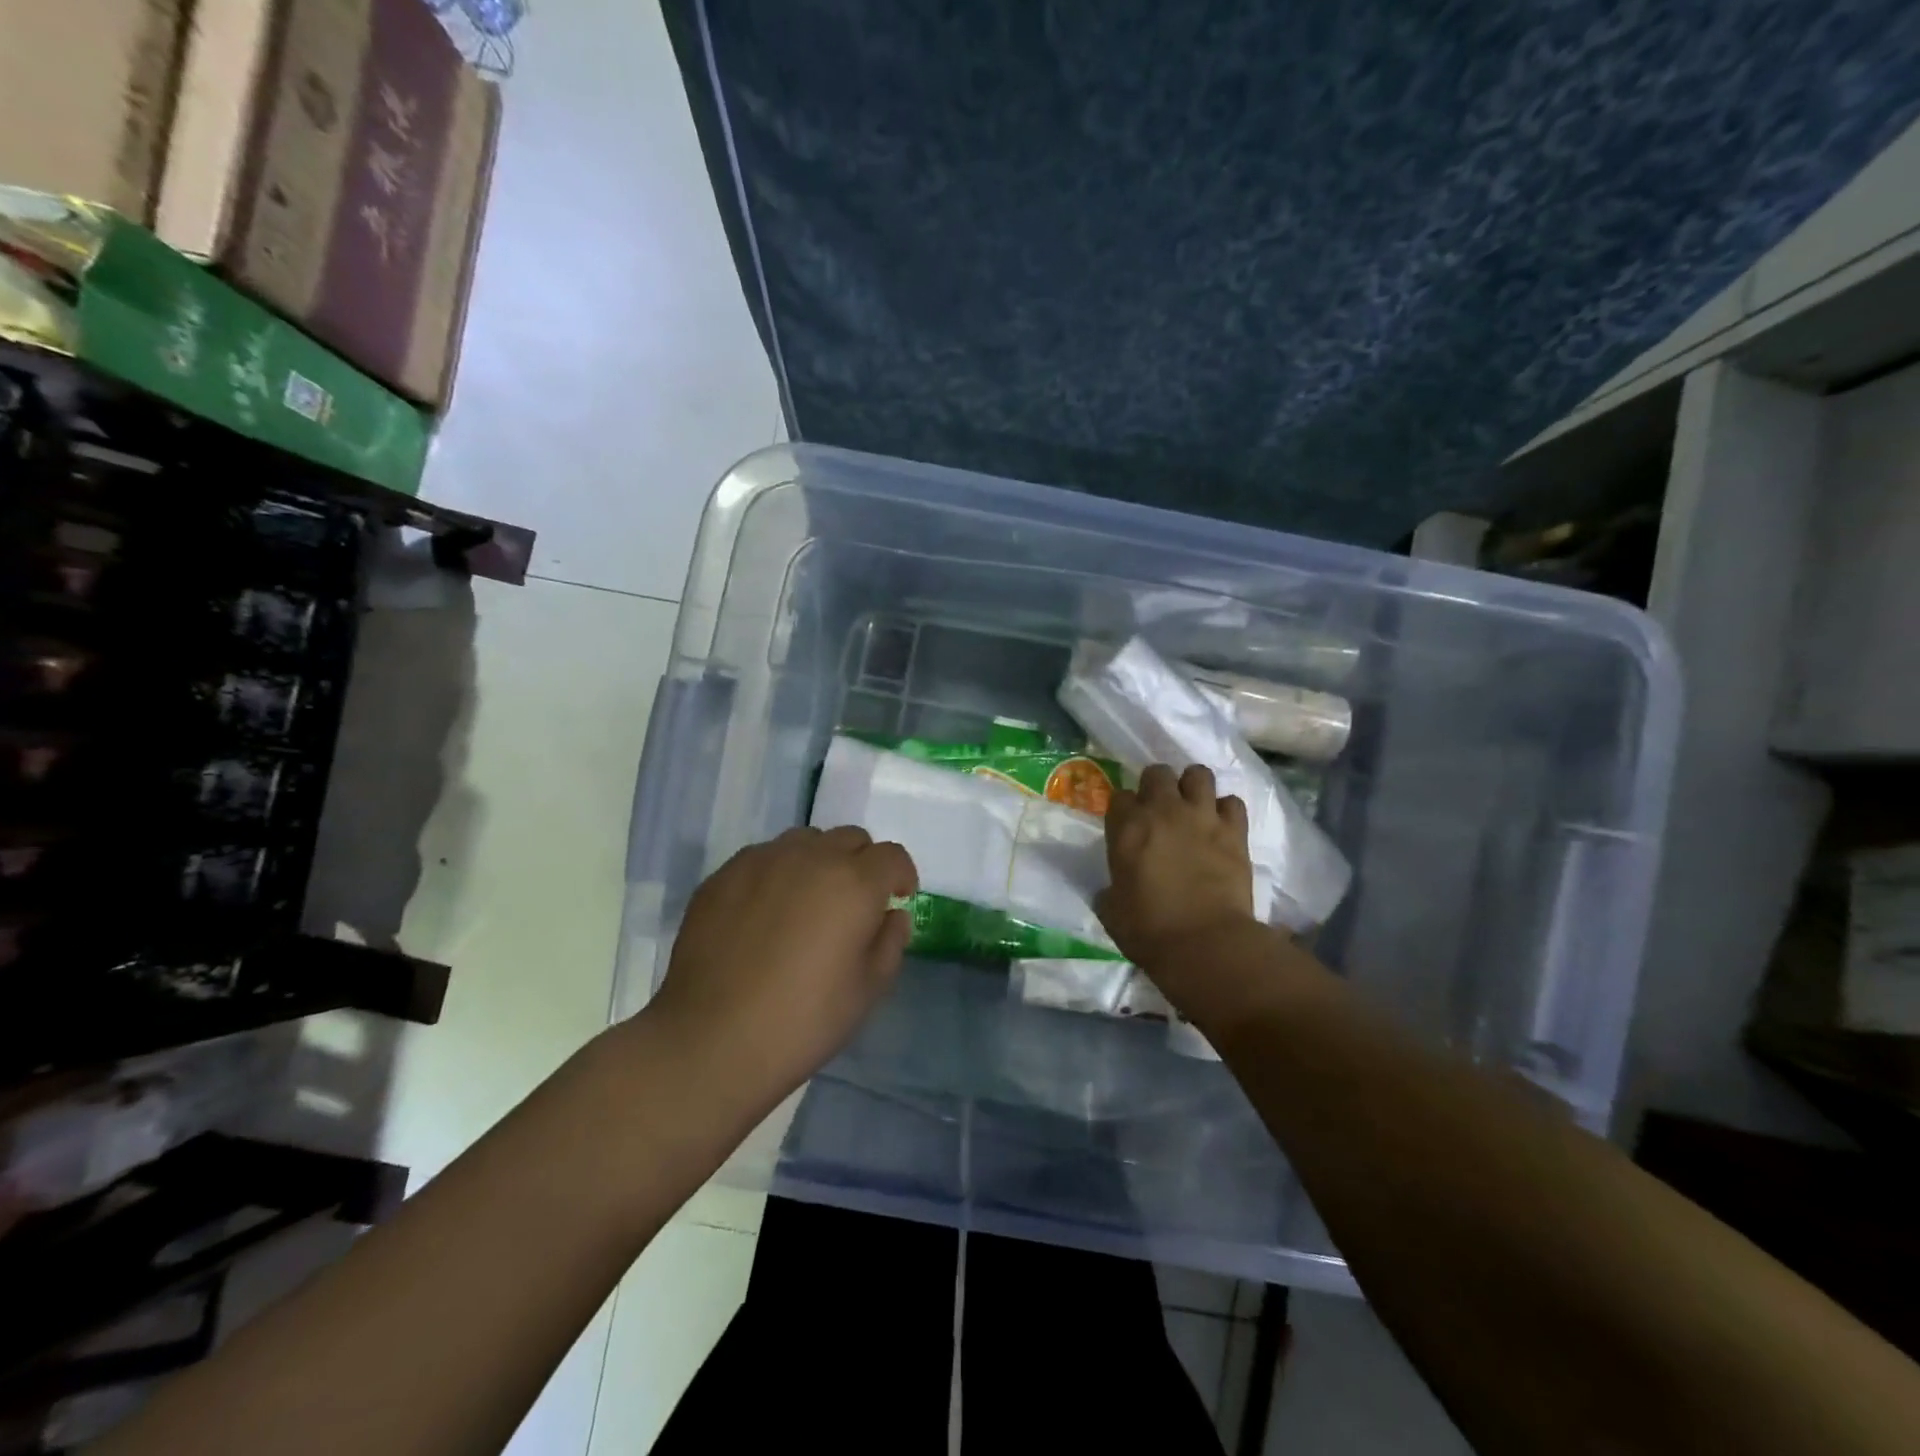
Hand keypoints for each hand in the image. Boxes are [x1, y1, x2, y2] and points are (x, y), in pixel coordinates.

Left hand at [646, 826, 916, 1109]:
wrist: (711, 1040)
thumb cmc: (803, 1020)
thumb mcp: (868, 990)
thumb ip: (890, 942)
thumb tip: (890, 915)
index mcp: (854, 882)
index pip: (892, 856)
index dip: (900, 876)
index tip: (896, 900)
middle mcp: (810, 857)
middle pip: (849, 838)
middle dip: (861, 863)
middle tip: (852, 904)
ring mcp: (761, 861)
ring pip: (804, 841)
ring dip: (818, 861)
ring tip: (806, 903)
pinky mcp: (723, 875)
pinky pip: (763, 858)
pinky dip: (776, 874)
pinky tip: (764, 914)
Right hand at [1096, 761, 1257, 971]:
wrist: (1205, 944)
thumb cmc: (1149, 930)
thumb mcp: (1111, 911)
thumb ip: (1109, 889)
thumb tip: (1111, 890)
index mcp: (1127, 827)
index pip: (1120, 796)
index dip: (1124, 809)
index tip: (1127, 825)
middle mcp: (1163, 811)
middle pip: (1157, 773)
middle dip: (1156, 786)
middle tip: (1159, 810)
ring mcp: (1202, 816)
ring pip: (1198, 774)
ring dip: (1193, 787)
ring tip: (1192, 806)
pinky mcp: (1234, 831)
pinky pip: (1232, 802)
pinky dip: (1226, 810)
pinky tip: (1221, 825)